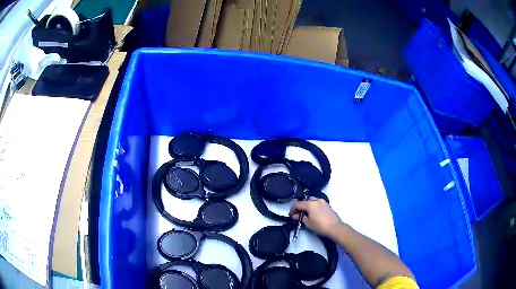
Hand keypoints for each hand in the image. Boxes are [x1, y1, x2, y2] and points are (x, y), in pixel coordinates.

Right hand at [290, 198, 342, 237]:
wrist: (335, 227)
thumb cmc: (320, 226)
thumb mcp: (308, 223)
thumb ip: (300, 217)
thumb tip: (295, 215)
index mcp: (310, 204)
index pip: (297, 203)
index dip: (292, 209)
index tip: (291, 215)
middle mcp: (316, 200)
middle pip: (304, 201)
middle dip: (299, 207)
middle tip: (297, 215)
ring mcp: (322, 201)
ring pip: (311, 201)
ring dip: (306, 207)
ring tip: (305, 215)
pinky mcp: (327, 204)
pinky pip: (317, 203)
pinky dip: (313, 207)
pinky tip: (313, 214)